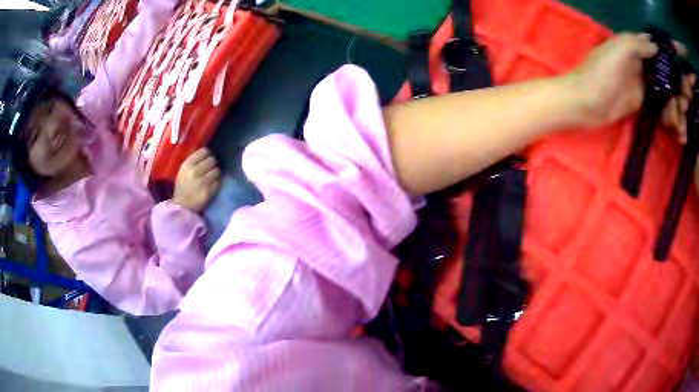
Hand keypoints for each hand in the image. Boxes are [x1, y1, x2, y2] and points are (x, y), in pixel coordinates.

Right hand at [172, 148, 220, 212]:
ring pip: (217, 170)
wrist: (181, 206)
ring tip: (212, 176)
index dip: (208, 154)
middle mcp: (195, 171)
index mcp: (187, 164)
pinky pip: (218, 182)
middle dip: (213, 163)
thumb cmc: (182, 187)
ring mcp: (202, 181)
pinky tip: (212, 184)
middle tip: (211, 168)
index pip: (204, 151)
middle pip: (212, 160)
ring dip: (216, 173)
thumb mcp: (183, 171)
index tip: (207, 158)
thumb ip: (193, 161)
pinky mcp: (209, 191)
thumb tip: (206, 151)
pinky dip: (217, 182)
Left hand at [566, 33, 694, 131]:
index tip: (671, 59)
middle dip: (665, 70)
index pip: (646, 43)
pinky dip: (661, 100)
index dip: (658, 49)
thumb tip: (653, 44)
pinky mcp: (637, 100)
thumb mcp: (618, 50)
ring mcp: (636, 81)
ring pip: (655, 81)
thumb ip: (635, 44)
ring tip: (679, 97)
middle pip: (653, 63)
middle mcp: (634, 62)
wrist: (586, 103)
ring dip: (666, 87)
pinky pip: (652, 98)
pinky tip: (671, 106)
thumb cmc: (601, 73)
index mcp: (628, 46)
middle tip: (680, 84)